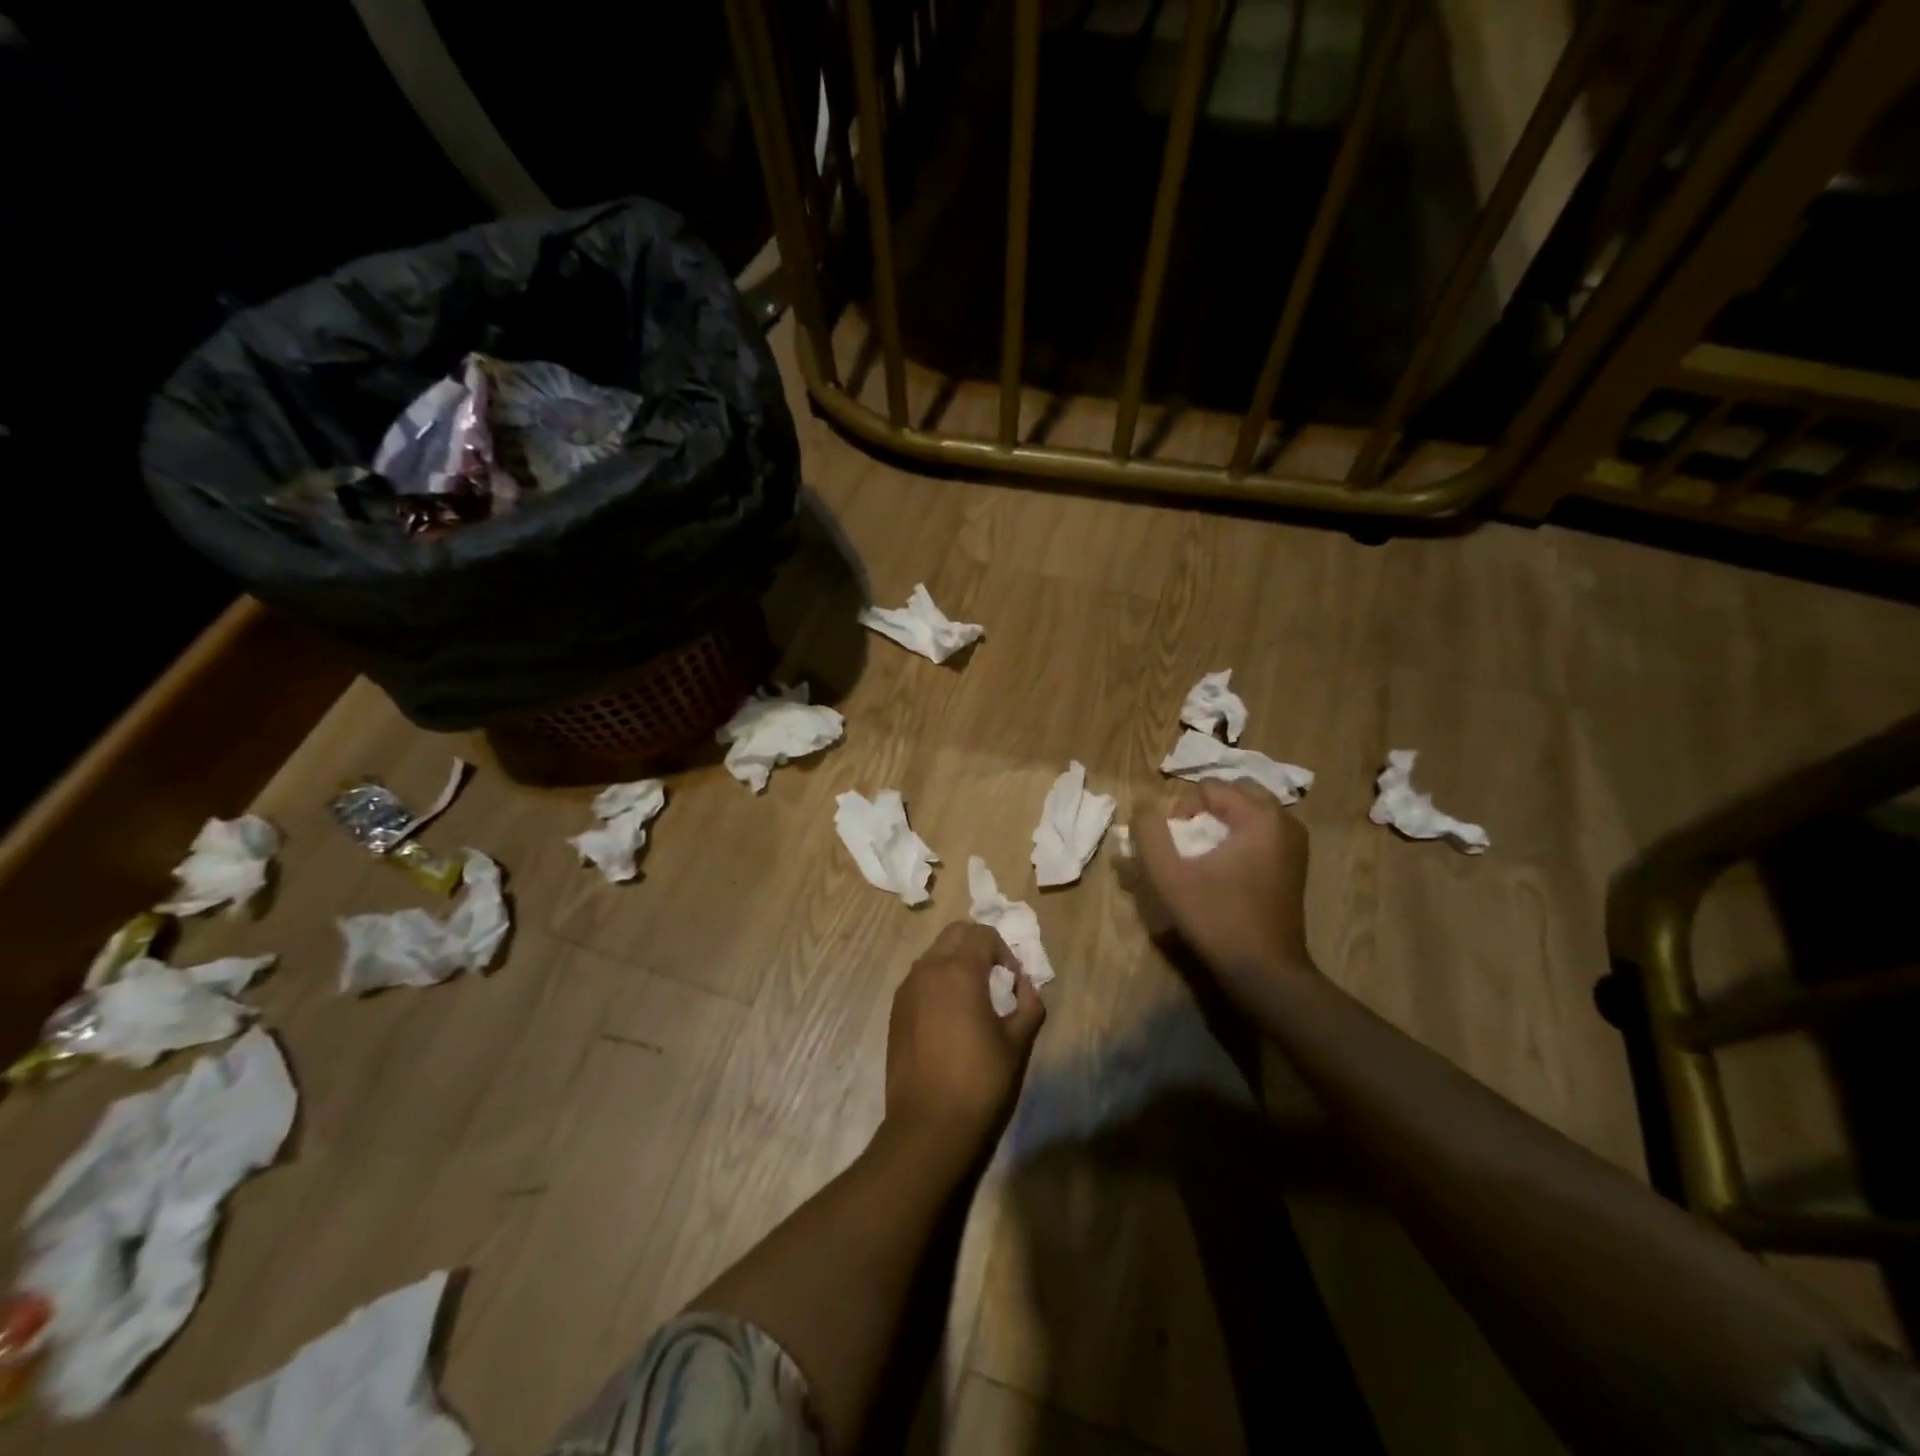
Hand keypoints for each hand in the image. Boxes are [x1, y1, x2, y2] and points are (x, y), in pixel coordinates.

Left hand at [885, 922, 1045, 1150]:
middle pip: (955, 934)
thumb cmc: (980, 1080)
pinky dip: (937, 982)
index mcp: (959, 970)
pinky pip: (919, 978)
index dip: (1004, 951)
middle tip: (994, 978)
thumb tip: (1026, 986)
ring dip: (955, 962)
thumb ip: (1028, 1004)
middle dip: (977, 946)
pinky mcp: (896, 1010)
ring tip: (972, 998)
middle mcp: (928, 969)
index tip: (1013, 980)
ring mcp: (907, 988)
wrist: (929, 1124)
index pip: (983, 934)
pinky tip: (949, 1017)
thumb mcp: (1016, 1042)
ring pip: (934, 954)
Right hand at [1132, 780, 1314, 994]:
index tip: (1175, 846)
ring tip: (1202, 852)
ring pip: (1250, 811)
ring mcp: (1295, 844)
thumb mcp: (1169, 876)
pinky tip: (1224, 866)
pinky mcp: (1295, 864)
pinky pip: (1263, 832)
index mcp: (1260, 817)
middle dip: (1206, 809)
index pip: (1209, 788)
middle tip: (1187, 840)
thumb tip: (1143, 806)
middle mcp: (1285, 821)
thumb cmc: (1216, 919)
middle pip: (1235, 792)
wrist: (1265, 971)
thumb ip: (1149, 833)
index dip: (1182, 811)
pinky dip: (1240, 836)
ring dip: (1223, 821)